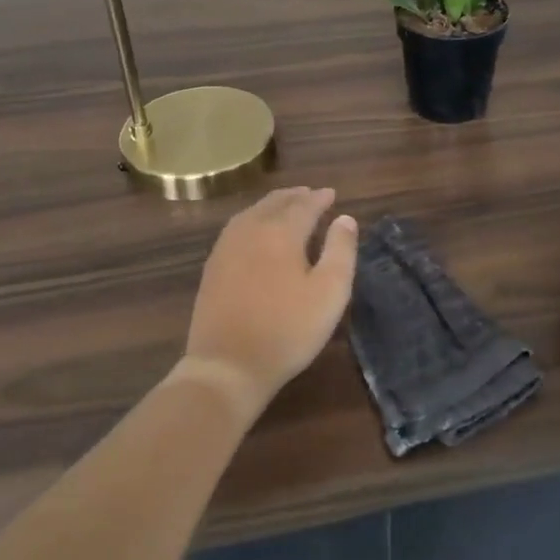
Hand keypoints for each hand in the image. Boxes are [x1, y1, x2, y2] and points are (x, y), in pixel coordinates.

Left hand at [181, 187, 358, 411]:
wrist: (227, 365)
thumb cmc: (287, 329)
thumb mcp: (329, 292)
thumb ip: (341, 250)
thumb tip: (345, 218)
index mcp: (281, 232)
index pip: (304, 205)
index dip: (320, 198)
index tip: (332, 194)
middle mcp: (251, 230)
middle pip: (275, 203)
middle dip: (295, 196)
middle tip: (311, 194)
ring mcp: (227, 247)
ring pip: (252, 213)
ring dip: (273, 205)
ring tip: (286, 206)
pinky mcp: (213, 266)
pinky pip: (237, 228)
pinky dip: (253, 219)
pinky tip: (256, 231)